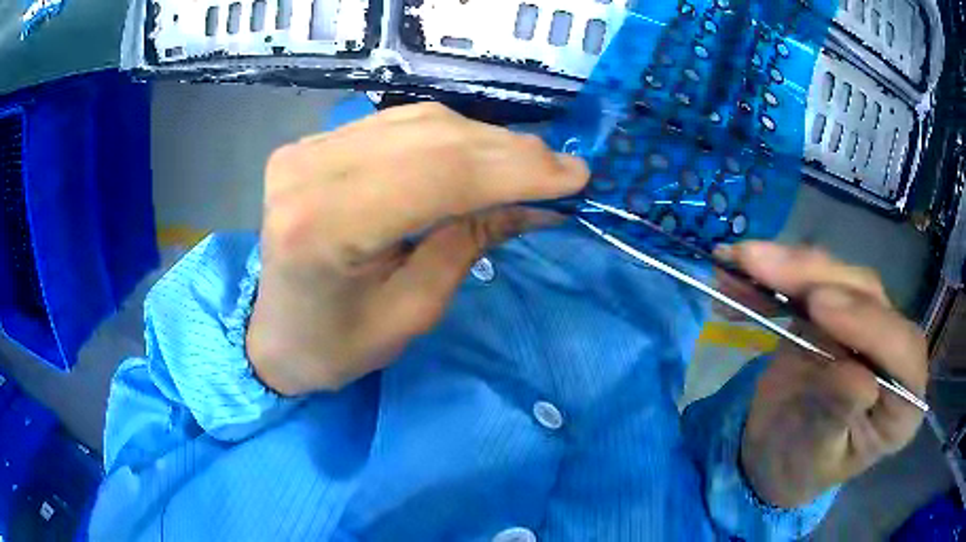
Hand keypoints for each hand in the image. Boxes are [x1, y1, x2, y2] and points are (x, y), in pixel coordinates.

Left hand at [246, 103, 588, 394]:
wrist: (274, 336)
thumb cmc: (337, 346)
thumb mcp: (413, 311)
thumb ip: (470, 241)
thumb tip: (536, 201)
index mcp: (323, 227)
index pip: (438, 175)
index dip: (515, 171)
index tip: (576, 176)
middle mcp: (308, 171)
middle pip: (430, 138)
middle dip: (508, 152)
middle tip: (563, 169)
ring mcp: (305, 150)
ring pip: (418, 122)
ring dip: (484, 141)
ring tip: (532, 163)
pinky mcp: (311, 144)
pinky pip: (396, 125)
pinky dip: (449, 136)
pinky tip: (481, 153)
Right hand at [722, 242, 927, 507]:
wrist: (776, 458)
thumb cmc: (799, 472)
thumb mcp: (815, 461)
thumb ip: (839, 419)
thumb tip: (859, 377)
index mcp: (902, 405)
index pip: (904, 353)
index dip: (869, 324)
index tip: (818, 306)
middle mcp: (894, 354)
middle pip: (868, 297)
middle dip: (814, 276)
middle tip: (758, 266)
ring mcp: (865, 325)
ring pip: (837, 277)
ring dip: (786, 266)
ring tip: (736, 262)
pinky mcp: (836, 310)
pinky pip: (807, 282)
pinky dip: (770, 277)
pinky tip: (736, 275)